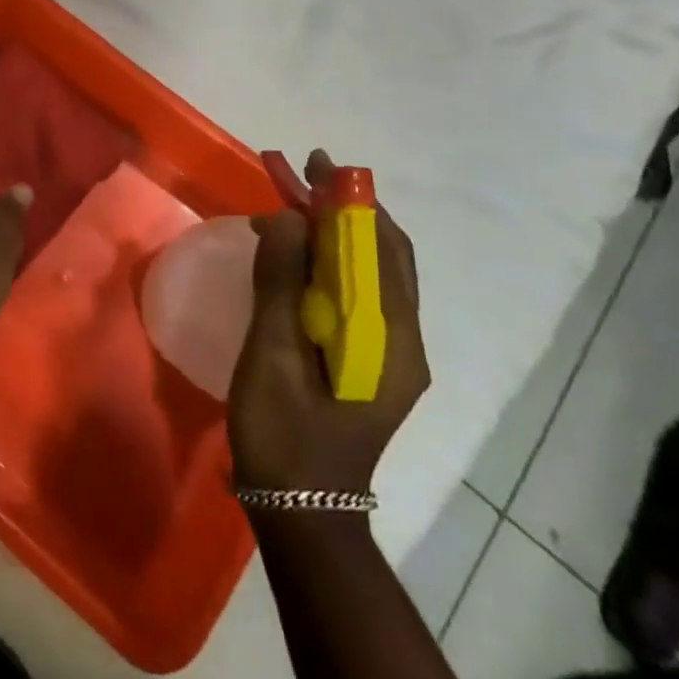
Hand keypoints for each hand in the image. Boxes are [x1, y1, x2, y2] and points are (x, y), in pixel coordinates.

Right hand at [228, 151, 429, 495]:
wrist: (301, 513)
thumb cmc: (285, 436)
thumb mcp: (274, 357)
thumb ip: (281, 284)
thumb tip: (288, 218)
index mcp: (392, 340)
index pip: (381, 250)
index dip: (351, 202)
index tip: (316, 166)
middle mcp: (403, 340)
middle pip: (382, 255)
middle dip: (343, 210)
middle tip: (298, 178)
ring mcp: (388, 352)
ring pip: (369, 272)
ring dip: (332, 233)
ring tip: (285, 210)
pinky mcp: (368, 359)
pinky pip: (355, 294)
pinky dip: (327, 262)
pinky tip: (292, 257)